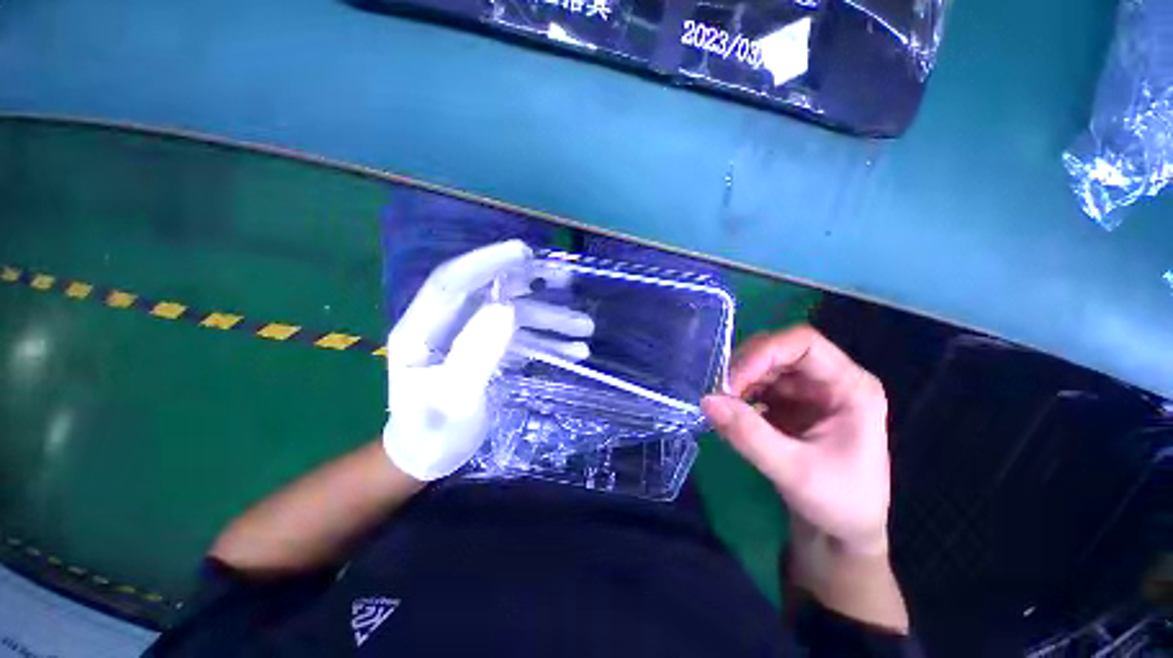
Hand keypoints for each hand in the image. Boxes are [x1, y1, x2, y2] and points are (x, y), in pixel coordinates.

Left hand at [383, 240, 593, 481]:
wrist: (429, 457)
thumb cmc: (432, 434)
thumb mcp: (454, 400)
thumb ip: (477, 353)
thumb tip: (508, 309)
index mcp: (420, 330)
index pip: (451, 282)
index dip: (486, 262)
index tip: (524, 252)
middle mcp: (445, 324)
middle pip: (491, 293)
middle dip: (531, 287)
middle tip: (567, 280)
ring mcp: (469, 335)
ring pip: (513, 315)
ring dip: (549, 319)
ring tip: (585, 328)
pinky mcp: (487, 348)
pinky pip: (519, 337)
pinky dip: (546, 341)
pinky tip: (573, 351)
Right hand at [701, 326, 906, 630]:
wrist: (841, 534)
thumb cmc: (837, 504)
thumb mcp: (794, 471)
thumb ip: (749, 435)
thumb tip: (706, 400)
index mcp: (850, 386)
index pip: (803, 343)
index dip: (764, 353)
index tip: (732, 383)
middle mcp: (829, 379)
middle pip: (778, 350)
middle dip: (744, 368)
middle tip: (720, 395)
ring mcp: (808, 390)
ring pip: (762, 364)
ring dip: (738, 381)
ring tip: (723, 407)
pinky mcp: (789, 402)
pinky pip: (756, 384)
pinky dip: (738, 394)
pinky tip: (731, 413)